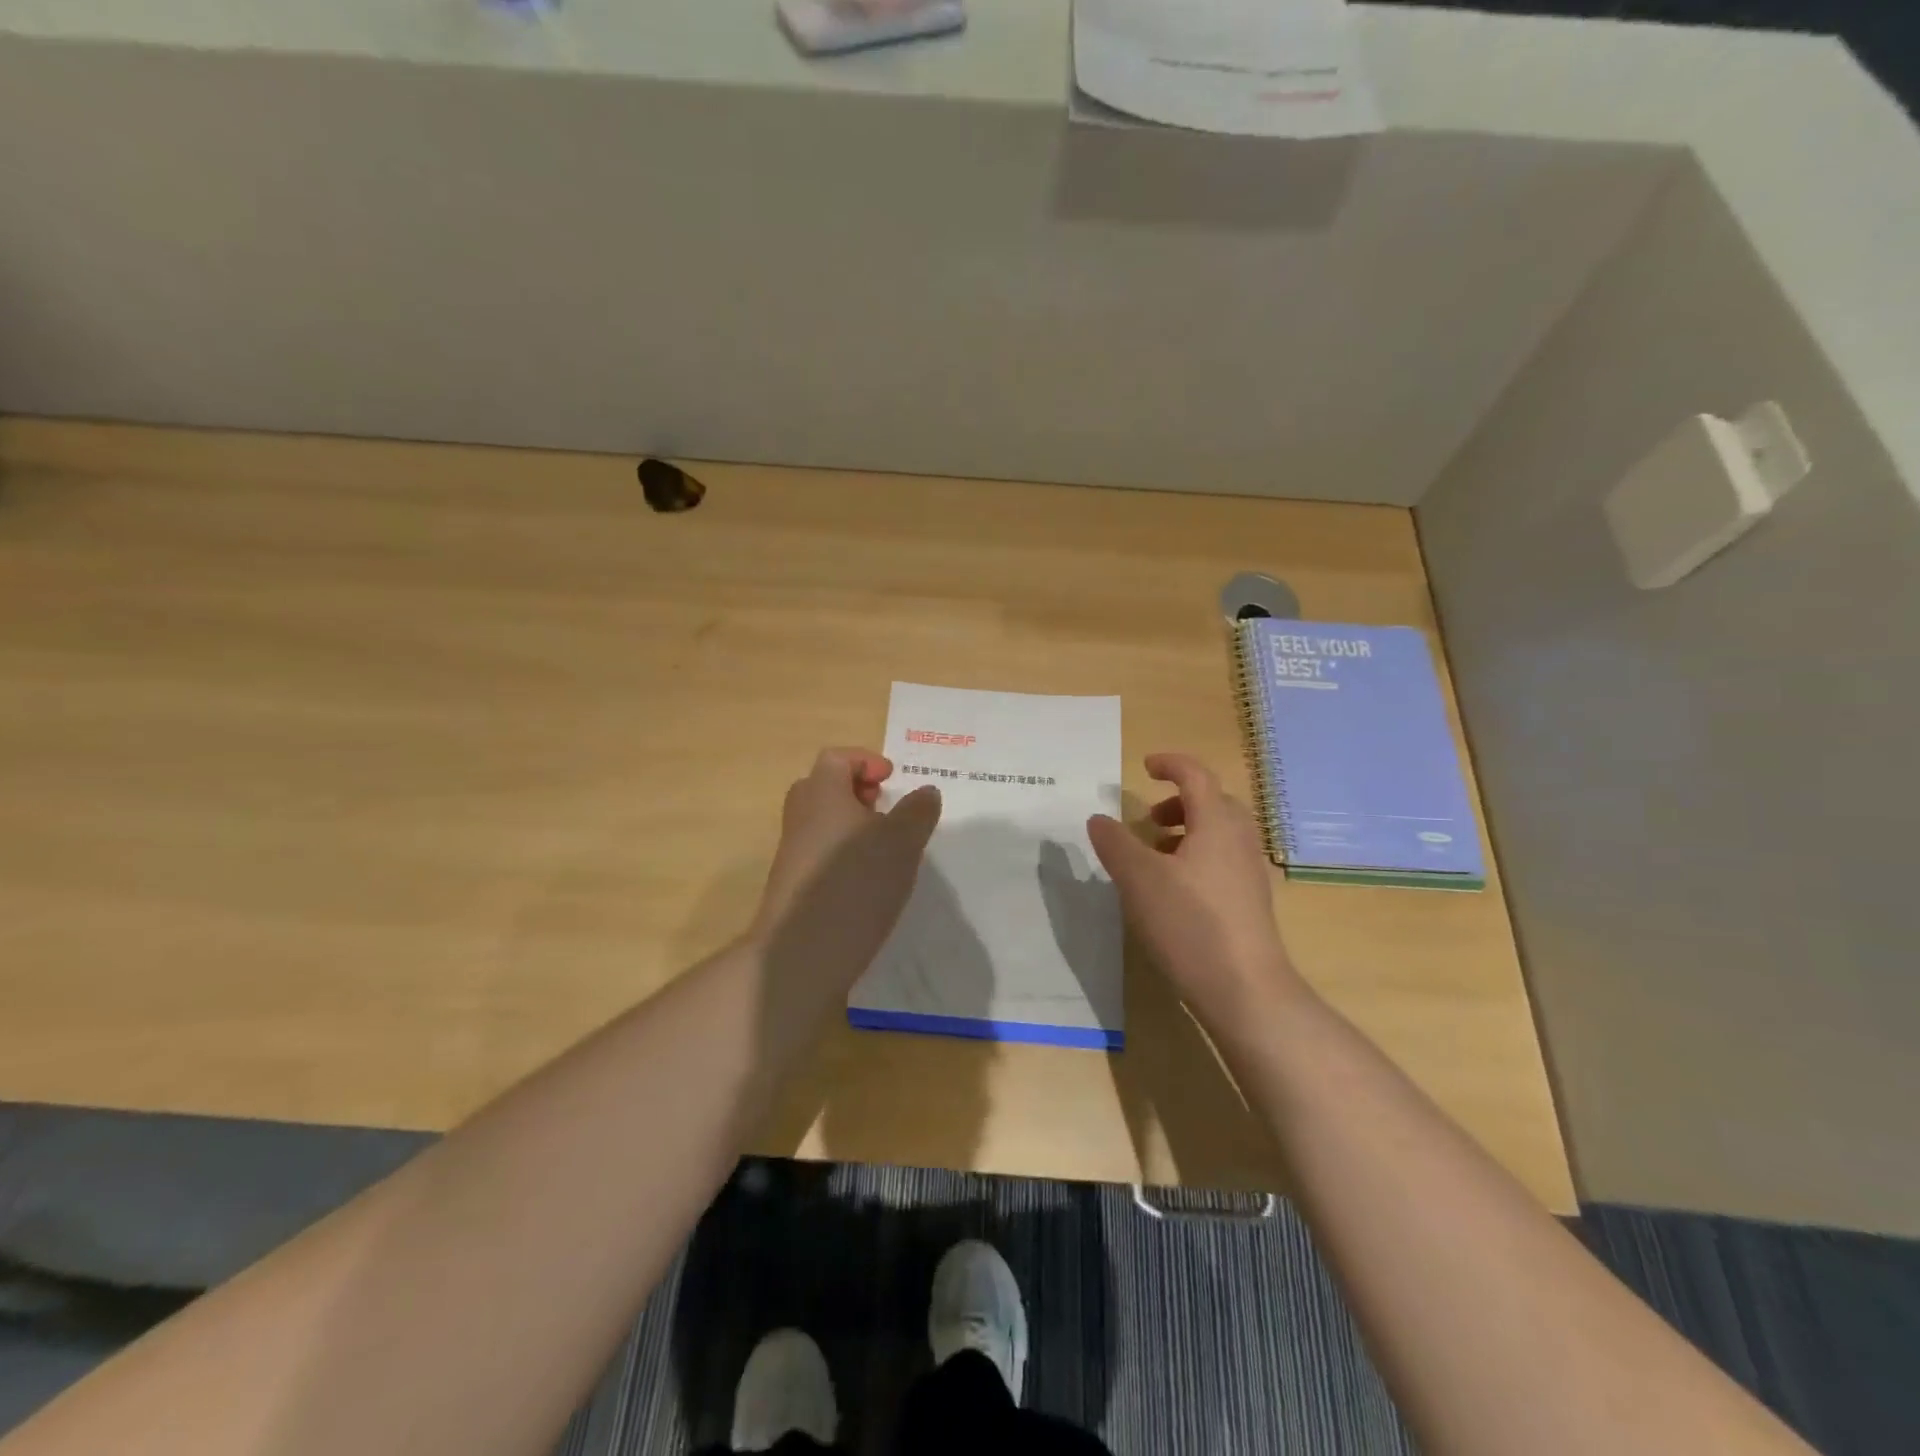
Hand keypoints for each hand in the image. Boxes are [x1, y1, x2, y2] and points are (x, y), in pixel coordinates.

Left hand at [752, 748, 942, 984]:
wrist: (801, 953)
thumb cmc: (855, 883)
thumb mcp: (902, 843)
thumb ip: (917, 812)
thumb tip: (926, 791)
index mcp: (823, 794)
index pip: (836, 758)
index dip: (866, 761)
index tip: (892, 781)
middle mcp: (801, 817)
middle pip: (824, 787)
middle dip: (857, 793)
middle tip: (886, 812)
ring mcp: (792, 853)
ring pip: (822, 823)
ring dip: (852, 827)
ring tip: (885, 851)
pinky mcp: (793, 886)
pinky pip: (819, 855)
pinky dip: (843, 857)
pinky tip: (868, 884)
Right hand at [1087, 752, 1302, 1025]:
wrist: (1245, 990)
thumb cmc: (1190, 923)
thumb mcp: (1139, 879)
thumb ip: (1115, 843)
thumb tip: (1098, 818)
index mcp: (1217, 824)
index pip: (1196, 776)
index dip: (1171, 764)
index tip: (1145, 766)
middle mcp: (1240, 841)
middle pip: (1214, 803)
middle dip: (1180, 802)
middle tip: (1149, 819)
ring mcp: (1250, 873)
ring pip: (1220, 834)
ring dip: (1187, 832)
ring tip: (1154, 857)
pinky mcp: (1251, 903)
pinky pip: (1223, 862)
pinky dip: (1197, 858)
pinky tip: (1174, 891)